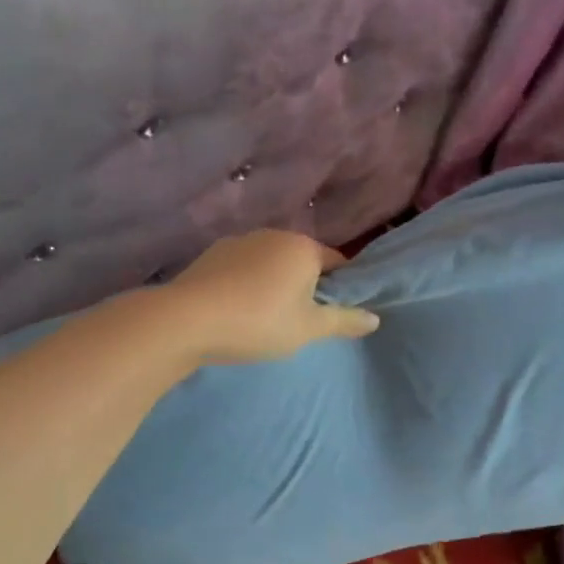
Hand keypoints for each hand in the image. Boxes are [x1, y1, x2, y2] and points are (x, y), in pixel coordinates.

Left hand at [164, 229, 379, 363]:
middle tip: (300, 321)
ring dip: (273, 283)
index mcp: (304, 247)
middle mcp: (274, 235)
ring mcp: (239, 241)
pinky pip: (241, 269)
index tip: (334, 313)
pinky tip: (236, 310)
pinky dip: (245, 284)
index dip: (341, 287)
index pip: (337, 262)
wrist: (187, 320)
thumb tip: (375, 318)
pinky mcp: (211, 254)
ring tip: (264, 318)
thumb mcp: (309, 328)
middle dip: (305, 285)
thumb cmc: (259, 322)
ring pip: (269, 263)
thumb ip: (344, 321)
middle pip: (302, 260)